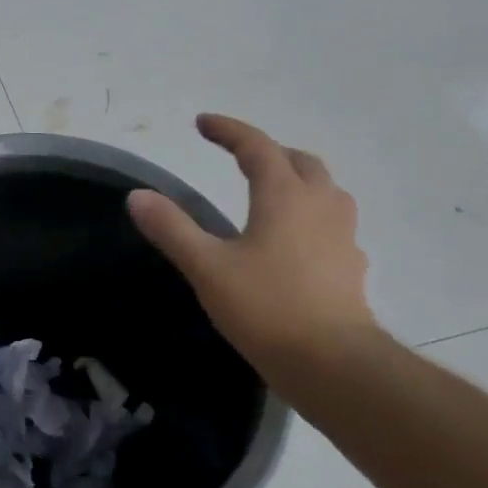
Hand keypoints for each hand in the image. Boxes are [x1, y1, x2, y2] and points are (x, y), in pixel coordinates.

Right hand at [127, 114, 379, 374]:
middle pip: (299, 161)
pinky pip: (332, 224)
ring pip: (324, 190)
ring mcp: (342, 236)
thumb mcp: (207, 267)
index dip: (229, 130)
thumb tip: (137, 196)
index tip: (203, 123)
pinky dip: (311, 216)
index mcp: (284, 196)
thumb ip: (172, 228)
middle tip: (239, 156)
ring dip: (297, 179)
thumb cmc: (266, 308)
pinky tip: (295, 242)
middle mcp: (320, 206)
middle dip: (268, 151)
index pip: (257, 147)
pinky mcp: (351, 267)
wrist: (334, 364)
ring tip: (272, 192)